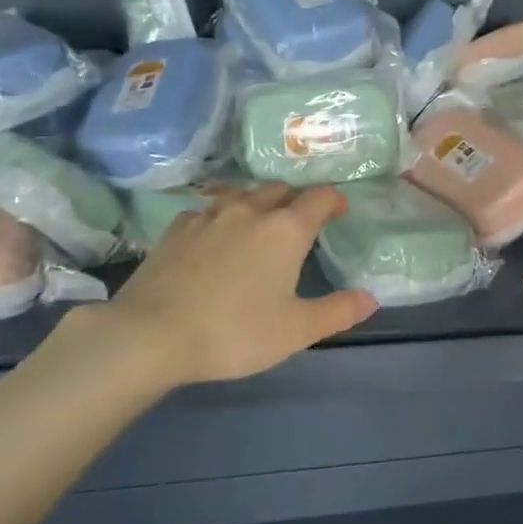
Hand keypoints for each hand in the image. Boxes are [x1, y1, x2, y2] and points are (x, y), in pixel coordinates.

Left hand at [108, 183, 376, 384]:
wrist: (151, 334)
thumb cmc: (234, 332)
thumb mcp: (295, 331)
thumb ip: (337, 312)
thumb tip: (370, 299)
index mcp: (285, 230)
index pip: (319, 198)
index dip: (334, 201)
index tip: (340, 211)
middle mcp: (249, 210)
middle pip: (280, 190)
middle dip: (296, 200)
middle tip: (302, 222)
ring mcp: (208, 215)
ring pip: (242, 196)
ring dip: (258, 205)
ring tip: (259, 227)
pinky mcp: (176, 228)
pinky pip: (208, 212)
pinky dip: (221, 219)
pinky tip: (215, 240)